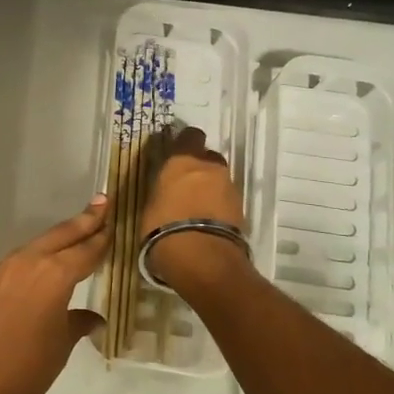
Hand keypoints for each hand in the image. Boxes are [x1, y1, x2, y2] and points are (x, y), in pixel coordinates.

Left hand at [0, 198, 109, 393]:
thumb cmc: (25, 369)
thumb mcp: (60, 346)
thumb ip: (76, 323)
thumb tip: (91, 318)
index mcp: (54, 274)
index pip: (85, 250)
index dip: (101, 237)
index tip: (112, 223)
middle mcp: (27, 263)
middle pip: (60, 236)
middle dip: (82, 221)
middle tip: (101, 203)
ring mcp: (0, 272)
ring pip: (35, 247)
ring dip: (56, 240)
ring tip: (73, 234)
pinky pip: (15, 265)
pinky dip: (32, 261)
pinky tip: (38, 271)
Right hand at [138, 126, 249, 290]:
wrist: (201, 257)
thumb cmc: (163, 228)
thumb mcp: (151, 206)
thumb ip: (162, 192)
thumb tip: (165, 193)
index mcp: (183, 161)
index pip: (189, 136)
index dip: (185, 143)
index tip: (177, 153)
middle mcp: (209, 167)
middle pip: (208, 158)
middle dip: (200, 168)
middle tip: (187, 184)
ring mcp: (229, 187)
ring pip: (219, 179)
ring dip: (211, 188)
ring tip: (197, 208)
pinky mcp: (241, 209)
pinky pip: (226, 200)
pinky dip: (219, 206)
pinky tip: (207, 222)